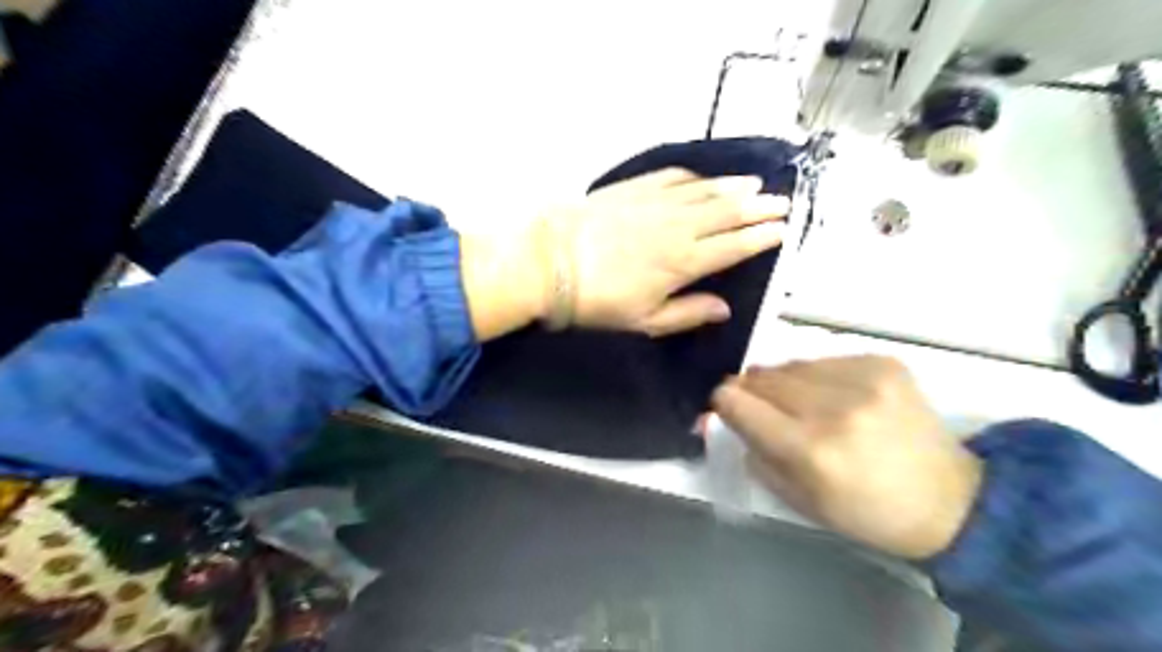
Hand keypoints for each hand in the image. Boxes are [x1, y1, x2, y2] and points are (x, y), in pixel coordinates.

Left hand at [547, 167, 789, 335]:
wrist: (549, 261)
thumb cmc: (597, 300)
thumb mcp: (644, 321)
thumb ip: (688, 313)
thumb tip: (725, 309)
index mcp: (684, 262)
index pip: (734, 246)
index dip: (761, 237)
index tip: (783, 229)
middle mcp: (679, 226)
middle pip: (728, 212)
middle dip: (759, 207)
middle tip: (783, 201)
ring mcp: (656, 202)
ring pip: (705, 191)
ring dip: (733, 187)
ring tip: (755, 185)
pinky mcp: (634, 187)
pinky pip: (673, 177)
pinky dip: (695, 177)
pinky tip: (704, 178)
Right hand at [713, 356, 983, 559]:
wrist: (951, 500)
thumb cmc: (865, 511)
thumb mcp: (797, 500)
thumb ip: (751, 453)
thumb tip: (715, 417)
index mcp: (809, 450)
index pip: (736, 401)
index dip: (724, 403)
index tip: (730, 411)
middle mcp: (834, 408)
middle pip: (760, 376)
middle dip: (753, 392)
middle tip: (769, 412)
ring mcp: (863, 379)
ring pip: (789, 364)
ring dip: (785, 383)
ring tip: (807, 406)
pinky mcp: (884, 363)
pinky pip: (823, 359)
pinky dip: (818, 376)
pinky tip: (839, 397)